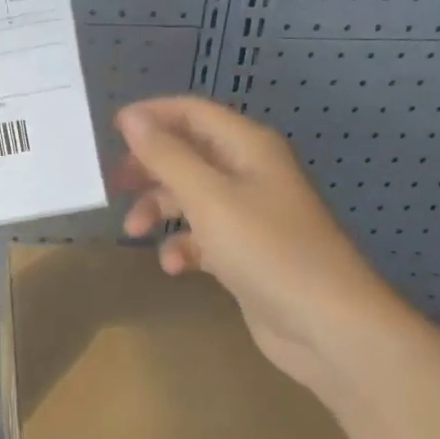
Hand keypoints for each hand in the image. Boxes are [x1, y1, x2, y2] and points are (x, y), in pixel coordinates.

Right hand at [113, 96, 412, 396]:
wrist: (328, 326)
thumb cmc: (267, 249)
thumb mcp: (208, 197)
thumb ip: (165, 155)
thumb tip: (130, 117)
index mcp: (247, 146)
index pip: (192, 113)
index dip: (152, 116)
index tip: (110, 131)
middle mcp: (250, 172)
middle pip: (188, 154)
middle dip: (150, 167)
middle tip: (115, 183)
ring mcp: (250, 214)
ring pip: (191, 196)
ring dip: (160, 209)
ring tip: (134, 231)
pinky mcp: (247, 252)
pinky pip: (204, 236)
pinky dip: (184, 246)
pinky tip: (174, 266)